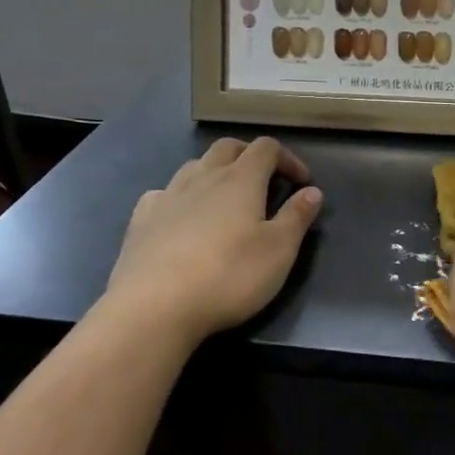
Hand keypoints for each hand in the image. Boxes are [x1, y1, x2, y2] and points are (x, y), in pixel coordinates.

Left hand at [102, 136, 321, 350]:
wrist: (154, 306)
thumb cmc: (228, 276)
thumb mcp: (279, 251)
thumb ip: (297, 217)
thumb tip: (313, 191)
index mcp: (241, 180)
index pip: (266, 148)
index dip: (287, 158)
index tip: (301, 182)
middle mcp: (203, 177)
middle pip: (227, 147)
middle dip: (249, 155)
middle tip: (264, 179)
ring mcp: (168, 195)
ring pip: (194, 166)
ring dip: (214, 172)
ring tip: (224, 198)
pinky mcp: (141, 219)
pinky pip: (163, 193)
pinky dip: (180, 196)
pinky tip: (181, 217)